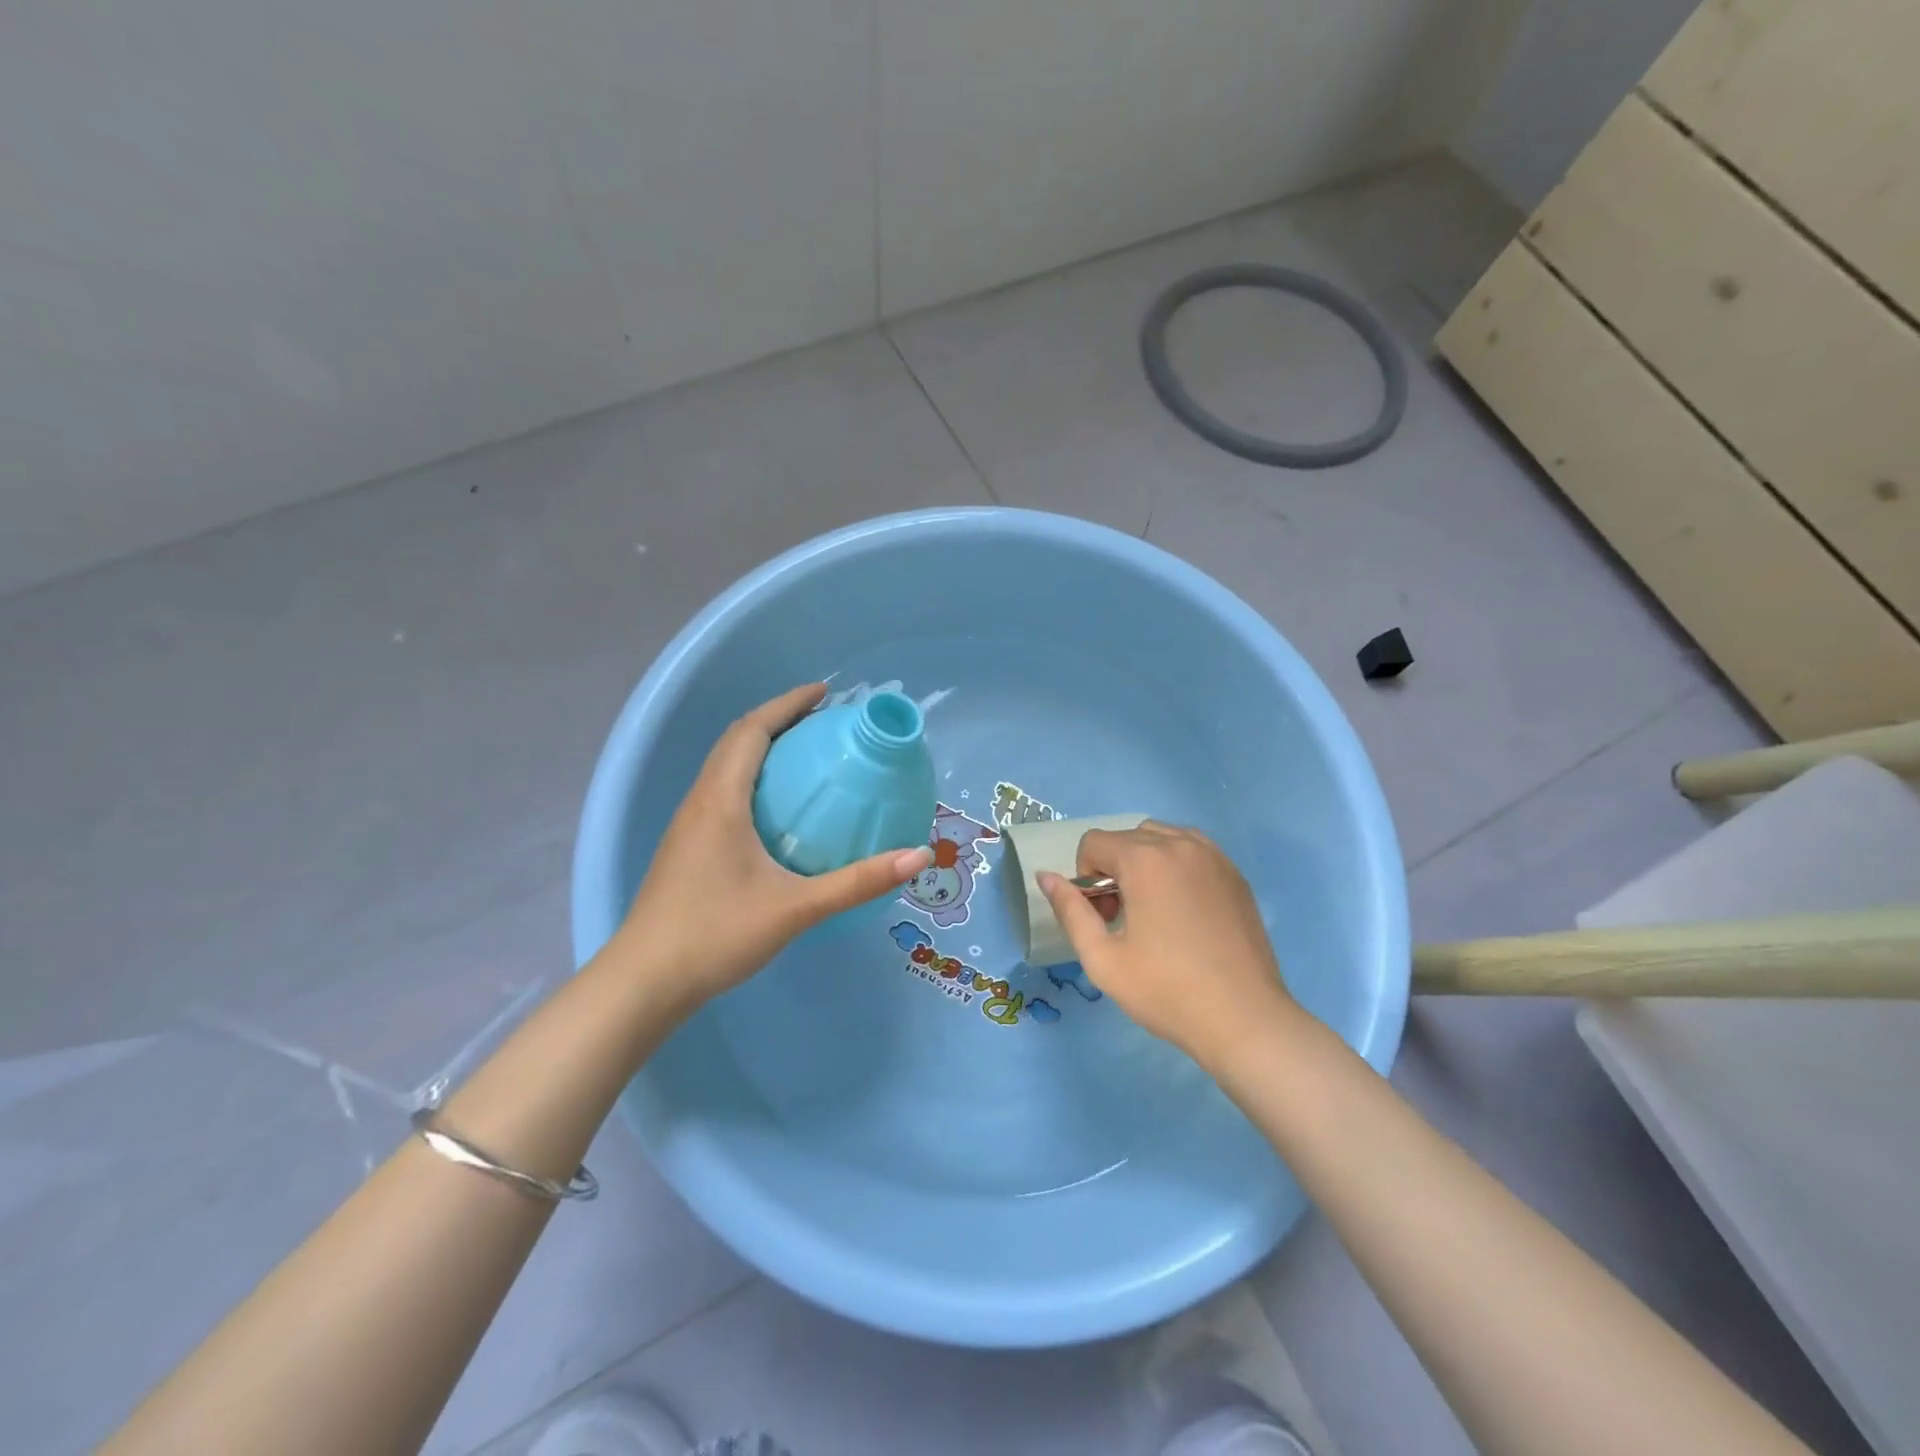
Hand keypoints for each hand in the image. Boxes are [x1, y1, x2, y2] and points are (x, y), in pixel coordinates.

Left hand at [616, 684, 932, 1008]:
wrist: (644, 982)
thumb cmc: (717, 935)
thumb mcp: (796, 908)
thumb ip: (857, 882)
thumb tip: (918, 857)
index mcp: (721, 800)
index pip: (752, 731)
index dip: (787, 704)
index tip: (824, 692)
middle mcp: (700, 802)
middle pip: (736, 741)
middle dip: (777, 719)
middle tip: (821, 720)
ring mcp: (687, 825)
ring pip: (724, 766)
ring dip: (760, 746)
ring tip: (803, 754)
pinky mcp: (685, 848)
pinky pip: (720, 791)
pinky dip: (750, 776)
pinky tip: (775, 807)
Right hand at [1038, 822, 1303, 1070]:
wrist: (1244, 1020)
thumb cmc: (1166, 991)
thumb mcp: (1102, 959)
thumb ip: (1070, 910)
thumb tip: (1045, 877)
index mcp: (1145, 860)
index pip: (1094, 842)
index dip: (1085, 878)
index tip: (1103, 918)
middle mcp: (1180, 844)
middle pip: (1127, 837)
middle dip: (1113, 869)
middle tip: (1123, 918)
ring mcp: (1214, 856)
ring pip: (1161, 838)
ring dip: (1144, 862)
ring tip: (1153, 910)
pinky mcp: (1235, 874)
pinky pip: (1193, 850)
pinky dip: (1176, 866)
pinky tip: (1183, 910)